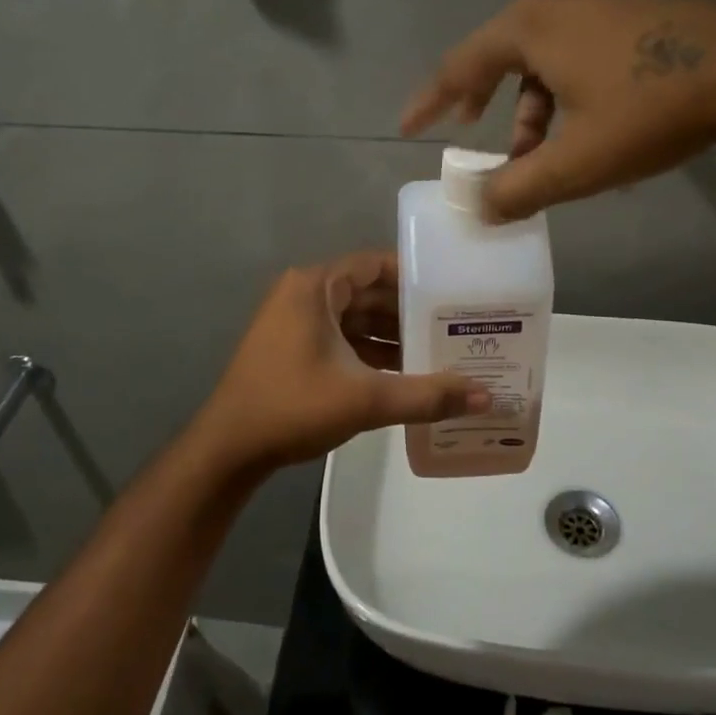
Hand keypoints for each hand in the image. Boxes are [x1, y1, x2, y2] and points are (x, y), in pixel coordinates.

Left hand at [190, 251, 489, 474]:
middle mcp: (305, 295)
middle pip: (369, 293)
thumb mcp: (365, 399)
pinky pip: (343, 340)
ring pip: (356, 320)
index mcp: (316, 287)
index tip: (453, 292)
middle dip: (410, 311)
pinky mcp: (294, 349)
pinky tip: (406, 374)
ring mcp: (296, 323)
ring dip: (393, 336)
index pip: (376, 265)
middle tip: (456, 326)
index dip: (416, 276)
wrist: (229, 449)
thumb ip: (426, 395)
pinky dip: (371, 353)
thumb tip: (486, 398)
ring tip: (440, 352)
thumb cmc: (292, 406)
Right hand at [401, 0, 715, 220]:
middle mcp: (555, 9)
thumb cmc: (648, 108)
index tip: (410, 127)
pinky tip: (588, 133)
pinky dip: (565, 98)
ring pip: (543, 64)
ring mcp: (597, 10)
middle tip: (472, 134)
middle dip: (483, 102)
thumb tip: (481, 209)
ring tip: (541, 156)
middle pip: (499, 58)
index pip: (458, 66)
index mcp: (527, 30)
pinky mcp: (631, 22)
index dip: (430, 101)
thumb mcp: (576, 161)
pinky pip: (576, 60)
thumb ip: (519, 189)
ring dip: (531, 111)